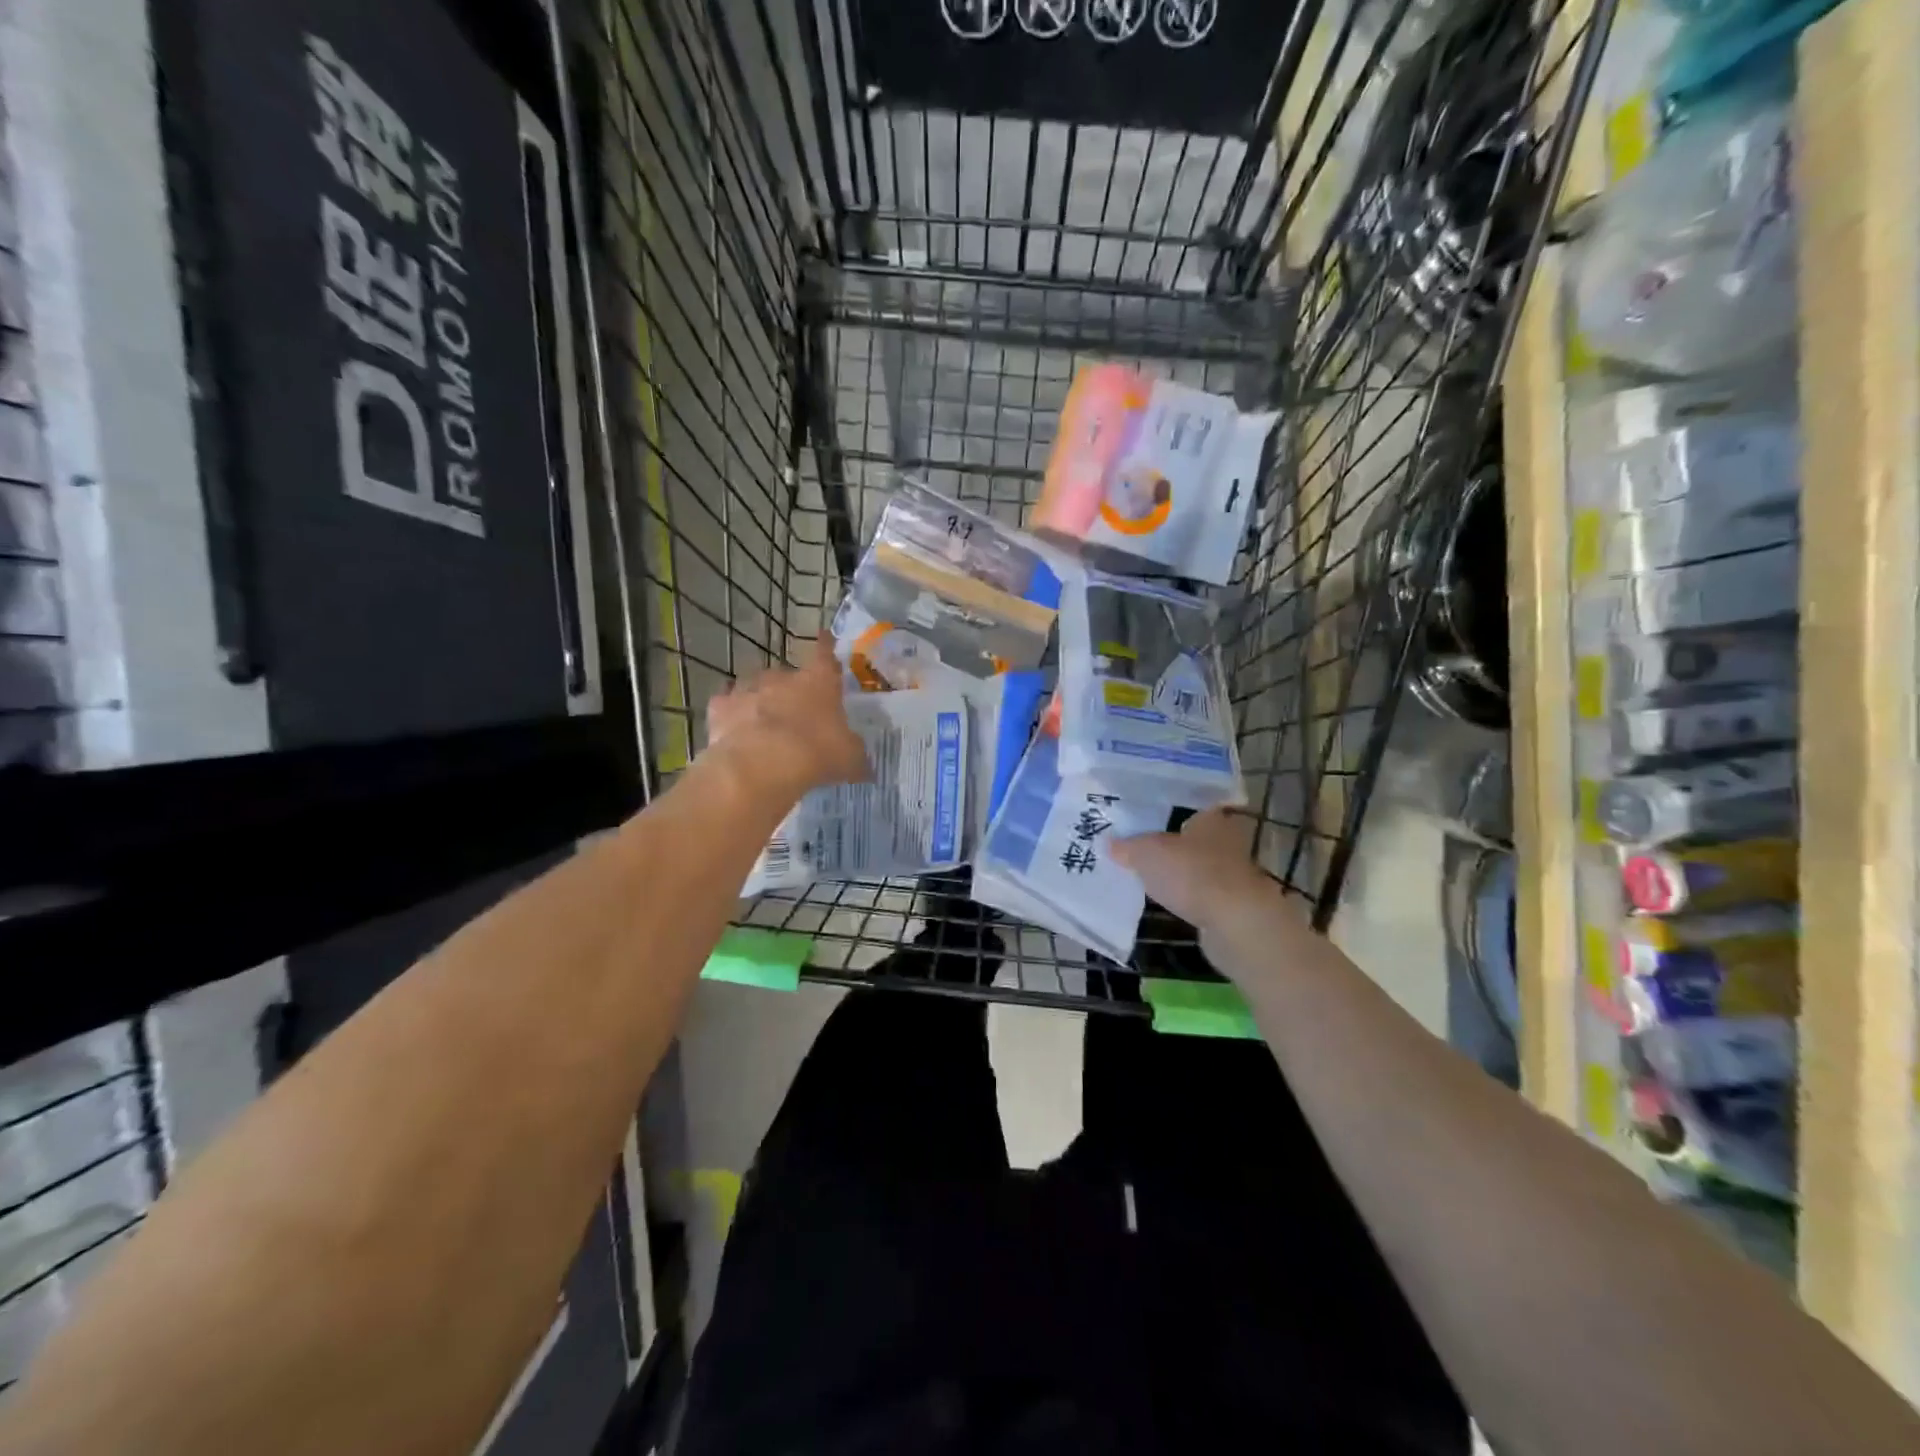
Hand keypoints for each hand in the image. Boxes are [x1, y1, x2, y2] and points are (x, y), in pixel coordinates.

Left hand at [705, 634, 868, 801]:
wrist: (762, 764)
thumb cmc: (816, 753)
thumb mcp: (849, 759)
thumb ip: (856, 757)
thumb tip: (865, 768)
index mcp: (819, 682)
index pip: (825, 655)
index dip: (826, 646)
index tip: (825, 636)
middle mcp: (782, 677)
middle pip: (787, 675)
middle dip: (791, 691)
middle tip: (795, 713)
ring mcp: (748, 689)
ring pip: (755, 687)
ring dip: (759, 700)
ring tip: (763, 724)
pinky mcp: (720, 707)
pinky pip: (727, 706)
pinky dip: (731, 715)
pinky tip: (734, 731)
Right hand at [1113, 809, 1312, 972]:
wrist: (1235, 922)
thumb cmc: (1191, 873)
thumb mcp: (1146, 853)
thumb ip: (1128, 846)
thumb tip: (1111, 844)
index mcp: (1210, 817)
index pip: (1186, 806)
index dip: (1163, 811)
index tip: (1141, 820)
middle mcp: (1226, 839)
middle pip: (1191, 837)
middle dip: (1168, 844)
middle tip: (1137, 848)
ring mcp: (1232, 873)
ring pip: (1196, 865)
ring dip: (1178, 872)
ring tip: (1147, 875)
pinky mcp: (1232, 903)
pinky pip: (1200, 892)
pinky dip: (1186, 895)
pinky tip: (1166, 900)